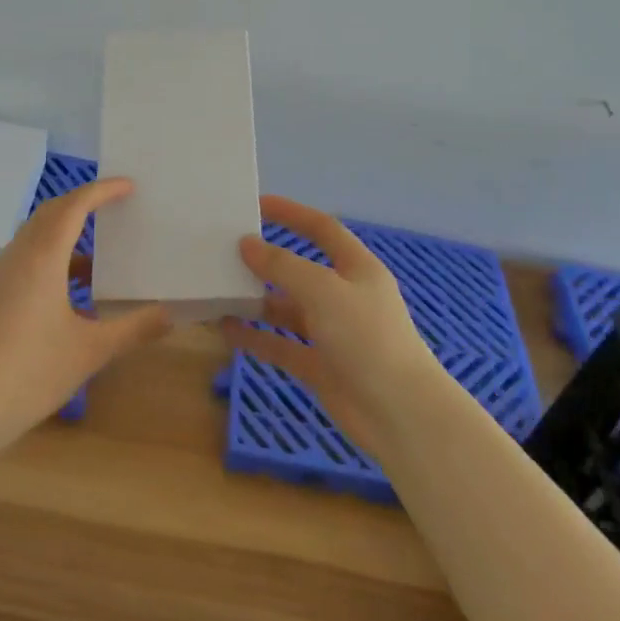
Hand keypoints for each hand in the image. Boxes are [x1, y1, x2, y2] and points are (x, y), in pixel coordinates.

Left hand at [0, 178, 170, 447]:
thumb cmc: (31, 373)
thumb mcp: (91, 351)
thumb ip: (133, 329)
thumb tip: (169, 314)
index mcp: (42, 258)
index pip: (74, 206)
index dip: (102, 191)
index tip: (128, 185)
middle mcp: (18, 256)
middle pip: (51, 212)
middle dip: (83, 203)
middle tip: (115, 205)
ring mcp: (0, 275)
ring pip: (35, 235)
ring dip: (66, 232)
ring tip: (100, 252)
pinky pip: (26, 257)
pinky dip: (52, 257)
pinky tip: (73, 291)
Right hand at [219, 195, 438, 454]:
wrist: (400, 415)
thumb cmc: (367, 338)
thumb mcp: (323, 291)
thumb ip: (282, 266)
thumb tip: (247, 244)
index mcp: (357, 269)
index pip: (322, 229)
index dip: (292, 214)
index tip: (257, 205)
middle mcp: (344, 297)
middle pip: (300, 270)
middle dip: (266, 261)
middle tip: (226, 253)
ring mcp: (332, 334)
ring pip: (287, 310)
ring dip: (256, 302)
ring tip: (219, 292)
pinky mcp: (320, 366)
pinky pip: (281, 345)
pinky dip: (256, 338)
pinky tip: (227, 330)